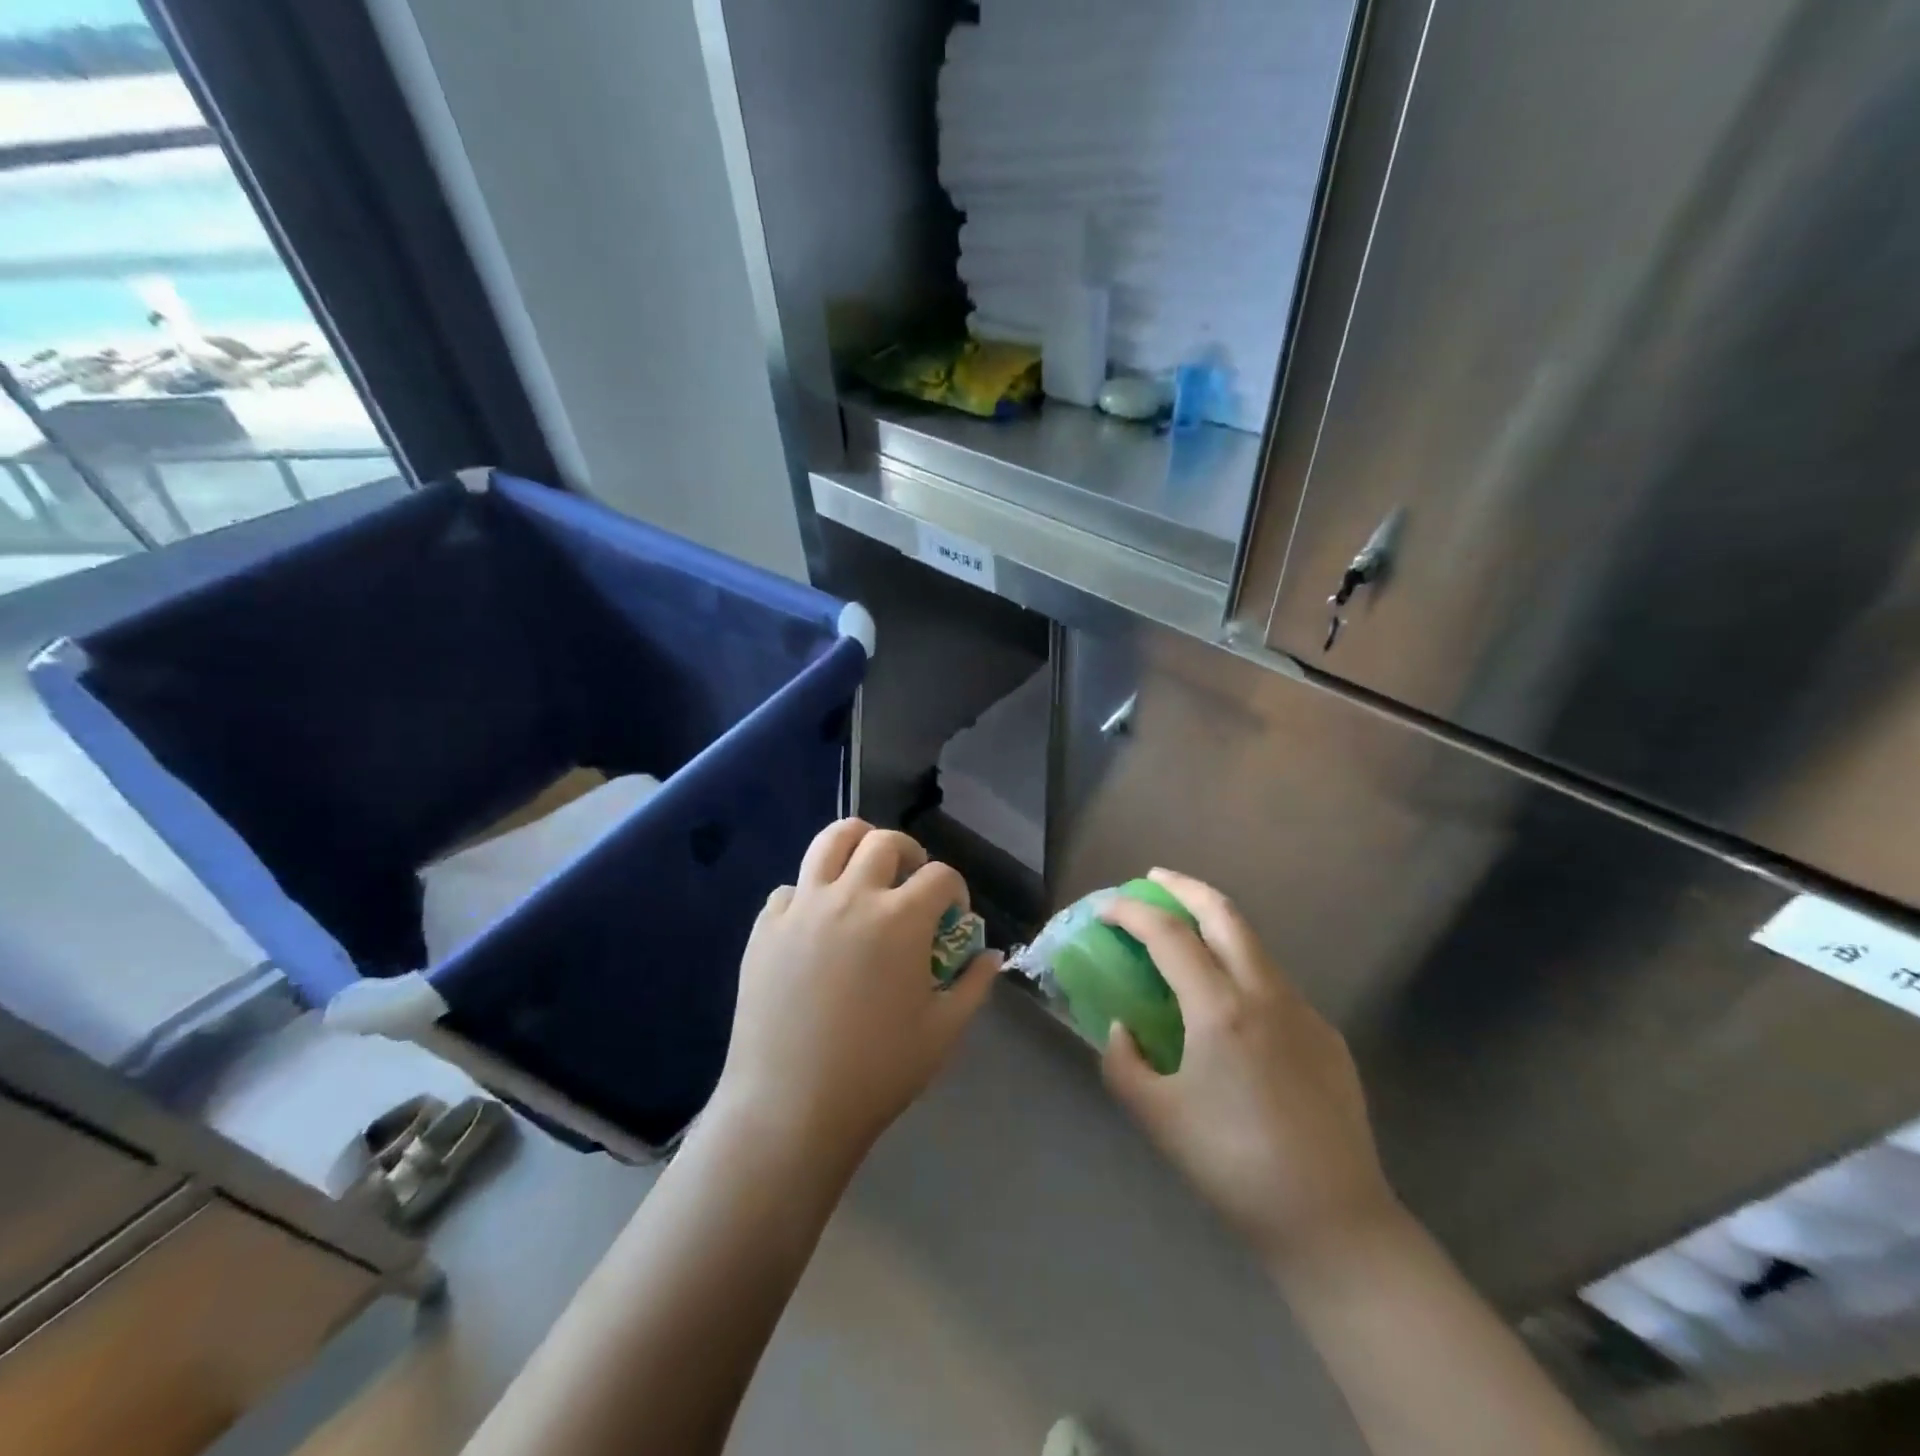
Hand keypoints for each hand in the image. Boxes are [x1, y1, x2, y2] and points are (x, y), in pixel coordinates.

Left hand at [708, 819, 999, 1170]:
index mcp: (901, 918)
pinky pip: (790, 889)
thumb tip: (992, 955)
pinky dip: (809, 895)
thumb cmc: (878, 1071)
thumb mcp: (943, 1032)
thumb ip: (974, 985)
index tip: (954, 913)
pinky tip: (815, 925)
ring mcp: (803, 906)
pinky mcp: (766, 926)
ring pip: (830, 841)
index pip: (940, 875)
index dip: (955, 889)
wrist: (790, 1106)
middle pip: (885, 841)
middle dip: (909, 853)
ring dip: (856, 844)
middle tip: (910, 881)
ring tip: (863, 869)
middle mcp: (852, 896)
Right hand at [1101, 869, 1399, 1271]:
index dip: (1133, 912)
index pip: (1169, 935)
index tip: (1107, 908)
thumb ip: (1123, 1062)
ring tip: (1185, 933)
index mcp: (1220, 1009)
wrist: (1333, 1221)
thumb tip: (1122, 1029)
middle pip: (1223, 913)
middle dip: (1184, 887)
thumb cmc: (1233, 1166)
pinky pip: (1274, 983)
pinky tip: (1229, 1004)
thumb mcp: (1157, 1117)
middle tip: (1153, 880)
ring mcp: (1304, 1010)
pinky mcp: (1327, 1035)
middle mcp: (1266, 994)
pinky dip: (1241, 967)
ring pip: (1253, 944)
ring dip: (1215, 924)